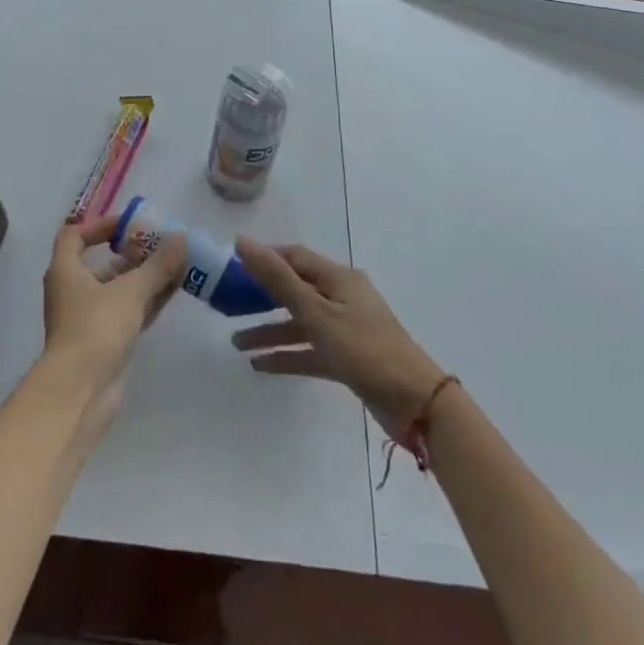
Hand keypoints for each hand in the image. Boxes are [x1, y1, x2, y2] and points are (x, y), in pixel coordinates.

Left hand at [40, 215, 185, 413]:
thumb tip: (181, 238)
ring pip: (116, 290)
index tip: (129, 225)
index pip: (73, 235)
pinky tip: (170, 294)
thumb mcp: (131, 291)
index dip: (99, 225)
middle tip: (160, 246)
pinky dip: (145, 302)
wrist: (79, 393)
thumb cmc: (95, 328)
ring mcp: (86, 319)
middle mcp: (71, 291)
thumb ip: (157, 264)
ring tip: (174, 266)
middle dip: (131, 254)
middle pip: (100, 263)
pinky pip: (125, 313)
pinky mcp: (102, 343)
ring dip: (143, 278)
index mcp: (65, 271)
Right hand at [231, 240, 445, 439]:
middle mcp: (342, 297)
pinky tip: (261, 365)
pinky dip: (287, 354)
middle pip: (295, 289)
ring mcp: (346, 329)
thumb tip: (243, 242)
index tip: (232, 267)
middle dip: (262, 297)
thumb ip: (278, 279)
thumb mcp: (316, 312)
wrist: (414, 402)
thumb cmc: (363, 349)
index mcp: (338, 278)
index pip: (295, 257)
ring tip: (237, 343)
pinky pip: (309, 350)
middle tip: (229, 304)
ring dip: (270, 330)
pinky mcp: (347, 358)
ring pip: (300, 323)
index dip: (265, 258)